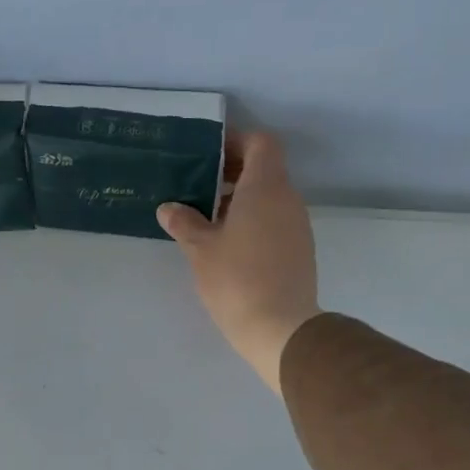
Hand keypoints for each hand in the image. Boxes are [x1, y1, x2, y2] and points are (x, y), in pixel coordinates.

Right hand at [157, 131, 319, 393]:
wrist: (281, 328)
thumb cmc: (237, 280)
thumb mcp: (200, 249)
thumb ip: (184, 223)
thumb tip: (169, 208)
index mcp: (265, 187)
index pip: (261, 143)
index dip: (236, 141)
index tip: (209, 154)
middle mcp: (287, 199)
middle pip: (264, 169)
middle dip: (232, 172)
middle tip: (198, 185)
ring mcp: (297, 225)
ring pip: (269, 197)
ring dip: (240, 199)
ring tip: (206, 217)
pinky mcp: (299, 250)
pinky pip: (275, 220)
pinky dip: (253, 220)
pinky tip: (227, 244)